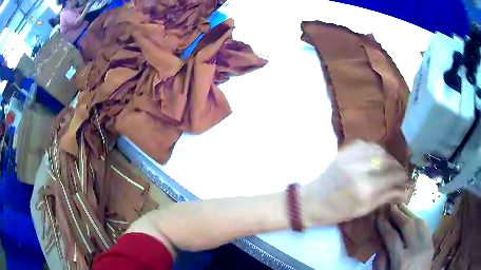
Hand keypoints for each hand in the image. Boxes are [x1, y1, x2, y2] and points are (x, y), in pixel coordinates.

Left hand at [302, 140, 406, 225]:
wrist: (312, 201)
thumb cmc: (337, 212)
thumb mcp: (363, 210)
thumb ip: (385, 197)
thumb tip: (404, 191)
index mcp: (366, 188)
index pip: (394, 176)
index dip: (403, 178)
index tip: (406, 181)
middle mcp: (361, 168)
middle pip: (388, 161)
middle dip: (398, 167)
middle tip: (400, 174)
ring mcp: (352, 156)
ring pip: (379, 150)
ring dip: (389, 158)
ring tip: (390, 166)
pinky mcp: (345, 151)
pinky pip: (367, 144)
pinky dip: (376, 150)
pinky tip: (377, 158)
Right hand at [374, 204, 432, 269]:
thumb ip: (381, 262)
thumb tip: (380, 244)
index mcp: (401, 260)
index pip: (392, 237)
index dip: (385, 226)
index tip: (379, 217)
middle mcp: (416, 249)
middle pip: (408, 225)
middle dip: (399, 214)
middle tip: (391, 206)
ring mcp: (426, 245)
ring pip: (419, 222)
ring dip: (410, 213)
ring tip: (402, 207)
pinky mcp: (431, 244)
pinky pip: (426, 227)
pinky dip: (418, 219)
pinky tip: (413, 216)